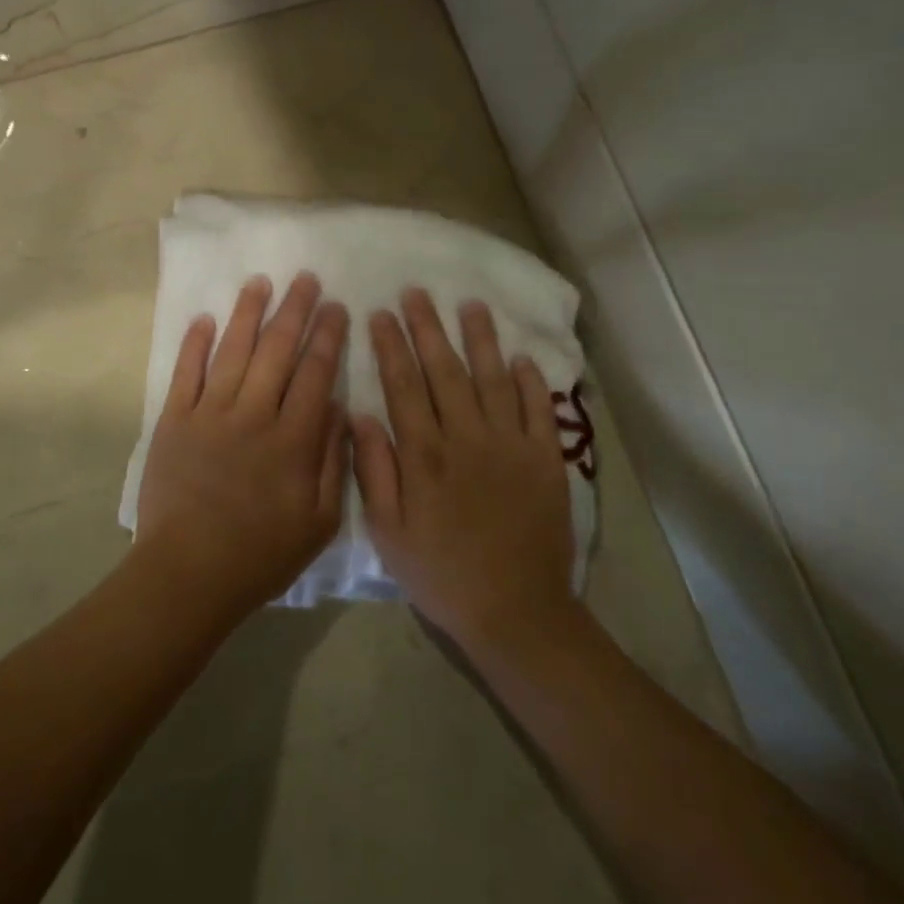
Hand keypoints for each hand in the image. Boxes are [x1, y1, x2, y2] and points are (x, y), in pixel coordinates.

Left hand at [133, 273, 348, 623]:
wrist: (189, 572)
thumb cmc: (261, 553)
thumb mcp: (319, 521)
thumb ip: (332, 461)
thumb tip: (336, 407)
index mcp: (292, 438)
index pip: (315, 373)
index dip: (328, 336)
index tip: (336, 307)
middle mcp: (253, 414)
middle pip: (277, 350)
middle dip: (295, 310)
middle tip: (306, 278)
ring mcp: (209, 413)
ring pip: (233, 350)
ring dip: (248, 313)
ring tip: (260, 282)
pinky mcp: (174, 420)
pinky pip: (186, 373)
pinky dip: (194, 343)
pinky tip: (204, 318)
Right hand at [352, 290, 578, 651]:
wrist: (514, 611)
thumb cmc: (440, 572)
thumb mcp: (388, 531)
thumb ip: (373, 470)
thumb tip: (358, 414)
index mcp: (424, 454)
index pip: (403, 385)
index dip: (390, 346)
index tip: (380, 313)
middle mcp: (466, 438)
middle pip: (444, 371)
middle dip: (428, 328)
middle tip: (418, 292)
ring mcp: (510, 446)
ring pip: (492, 379)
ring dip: (480, 339)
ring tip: (471, 305)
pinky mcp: (545, 460)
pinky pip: (537, 410)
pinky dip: (530, 381)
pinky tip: (520, 356)